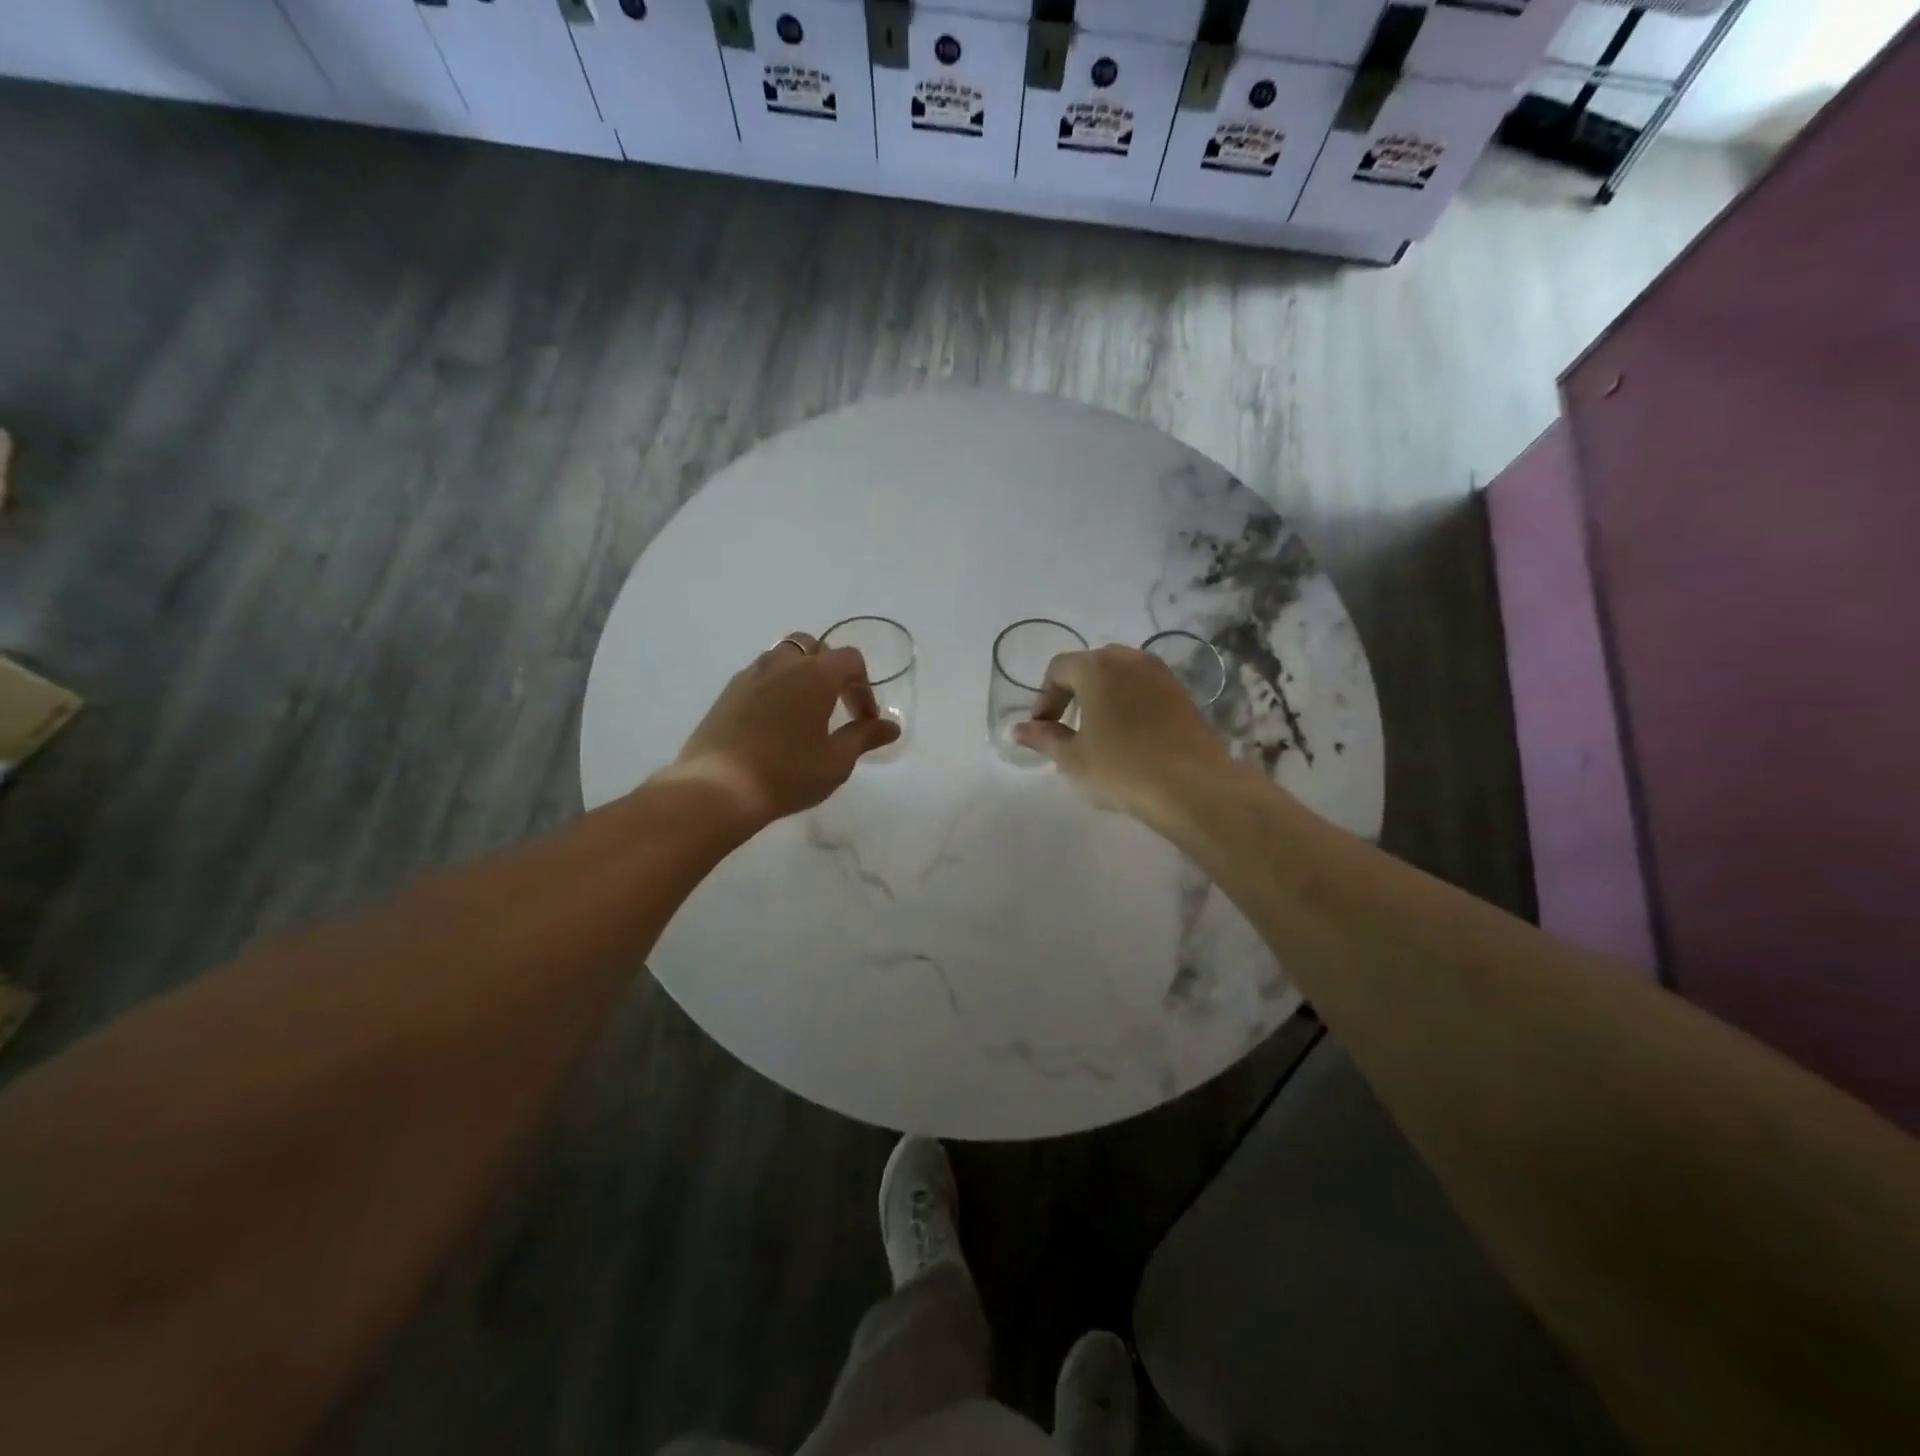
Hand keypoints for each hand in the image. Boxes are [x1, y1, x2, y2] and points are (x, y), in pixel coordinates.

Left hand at [664, 634, 899, 826]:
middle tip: (835, 705)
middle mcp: (783, 664)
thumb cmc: (788, 773)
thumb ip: (865, 737)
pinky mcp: (727, 693)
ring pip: (782, 657)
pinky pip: (759, 676)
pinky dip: (774, 687)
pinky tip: (773, 721)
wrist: (719, 788)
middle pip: (814, 647)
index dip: (864, 688)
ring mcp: (750, 675)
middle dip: (830, 670)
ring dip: (799, 674)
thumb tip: (892, 726)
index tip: (864, 720)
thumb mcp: (837, 760)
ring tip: (803, 710)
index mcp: (816, 674)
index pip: (851, 660)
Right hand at [1012, 645, 1232, 821]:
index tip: (1042, 728)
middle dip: (1073, 692)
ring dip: (1103, 696)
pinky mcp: (1182, 694)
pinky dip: (1129, 704)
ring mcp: (1161, 674)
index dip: (1045, 697)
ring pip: (1120, 676)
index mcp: (1097, 667)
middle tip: (1066, 726)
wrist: (1192, 786)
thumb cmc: (1121, 768)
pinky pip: (1144, 689)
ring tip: (1097, 732)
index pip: (1059, 668)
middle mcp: (1130, 659)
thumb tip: (1019, 730)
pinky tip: (1129, 737)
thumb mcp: (1073, 758)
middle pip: (1091, 665)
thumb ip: (1044, 738)